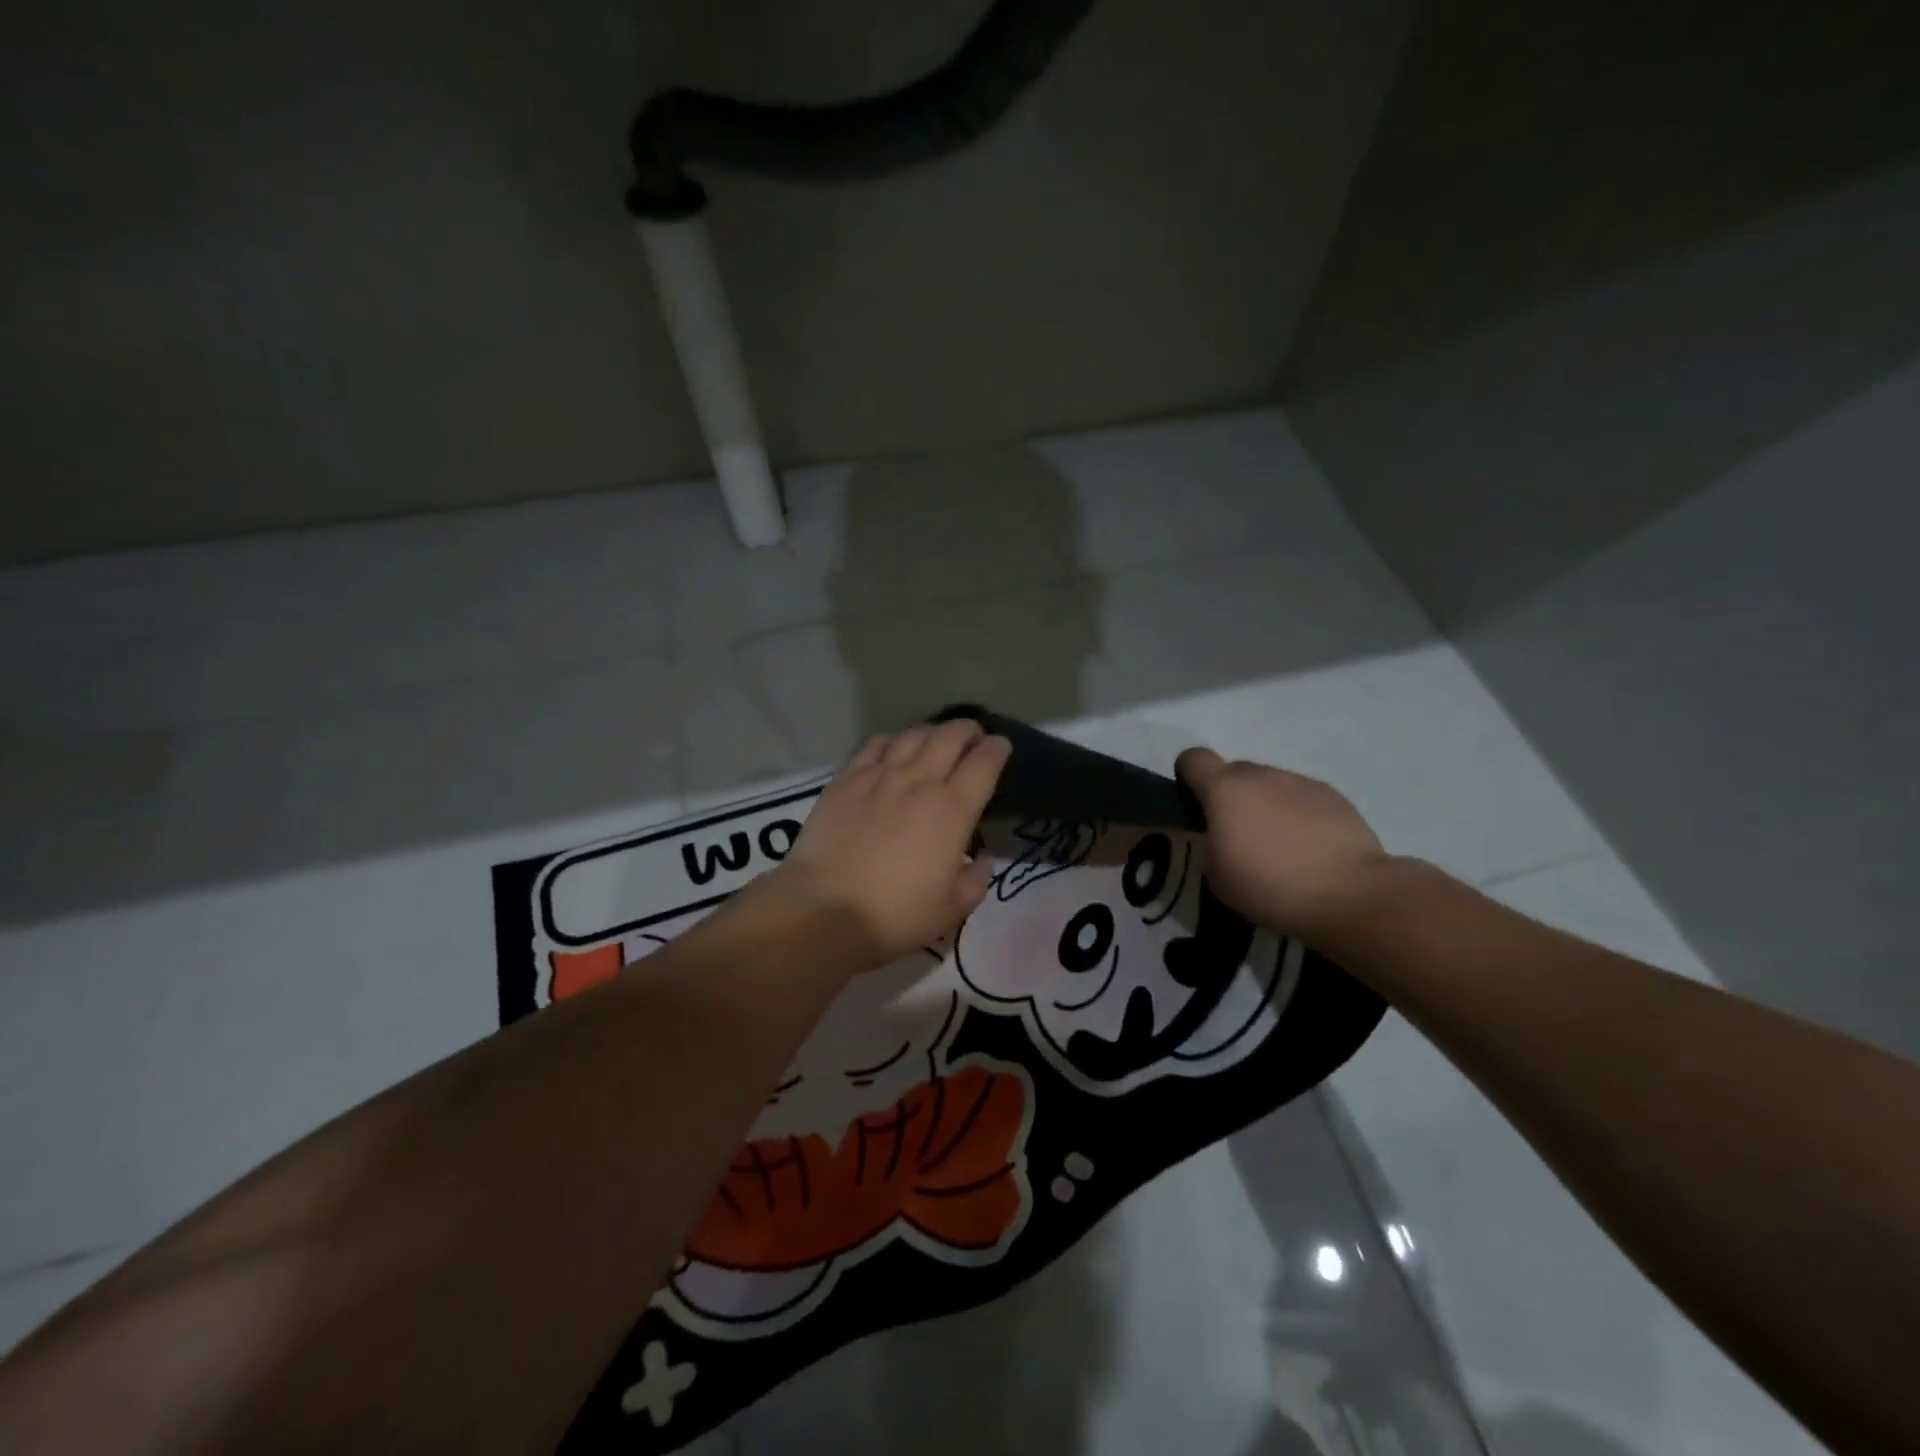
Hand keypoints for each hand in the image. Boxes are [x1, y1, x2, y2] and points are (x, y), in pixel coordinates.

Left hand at [761, 720, 1011, 972]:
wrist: (824, 910)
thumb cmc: (895, 915)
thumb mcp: (952, 909)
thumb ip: (976, 878)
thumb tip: (981, 857)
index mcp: (953, 810)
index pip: (984, 762)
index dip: (997, 748)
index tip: (1001, 747)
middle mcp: (919, 781)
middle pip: (950, 736)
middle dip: (968, 730)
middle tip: (973, 737)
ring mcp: (879, 775)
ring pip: (913, 735)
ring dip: (932, 732)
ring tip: (936, 740)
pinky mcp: (845, 779)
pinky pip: (875, 745)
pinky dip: (893, 740)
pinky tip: (893, 749)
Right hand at [1176, 746, 1394, 943]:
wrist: (1349, 895)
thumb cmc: (1269, 886)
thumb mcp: (1216, 876)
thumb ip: (1209, 844)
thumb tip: (1219, 837)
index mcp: (1225, 789)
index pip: (1193, 758)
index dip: (1188, 776)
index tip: (1194, 805)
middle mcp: (1262, 775)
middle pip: (1234, 772)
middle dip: (1230, 796)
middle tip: (1238, 836)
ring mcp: (1301, 782)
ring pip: (1271, 784)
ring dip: (1266, 805)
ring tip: (1280, 847)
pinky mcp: (1335, 796)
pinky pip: (1302, 797)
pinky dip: (1298, 815)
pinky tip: (1310, 849)